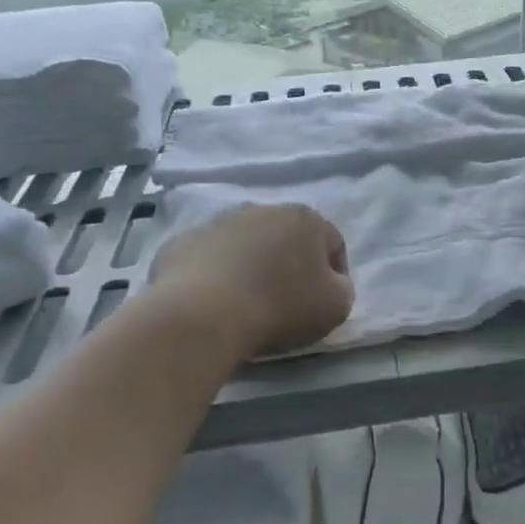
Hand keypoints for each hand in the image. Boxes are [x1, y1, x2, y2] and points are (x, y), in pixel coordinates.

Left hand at [149, 203, 353, 359]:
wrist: (202, 314)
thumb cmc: (280, 306)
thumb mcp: (336, 306)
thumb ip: (342, 289)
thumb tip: (332, 283)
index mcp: (305, 218)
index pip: (333, 243)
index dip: (336, 275)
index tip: (325, 303)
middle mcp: (262, 209)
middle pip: (287, 238)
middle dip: (290, 264)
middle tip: (287, 301)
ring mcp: (218, 222)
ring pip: (246, 244)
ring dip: (252, 266)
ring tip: (248, 302)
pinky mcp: (182, 242)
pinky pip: (210, 259)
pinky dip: (216, 275)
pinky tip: (214, 302)